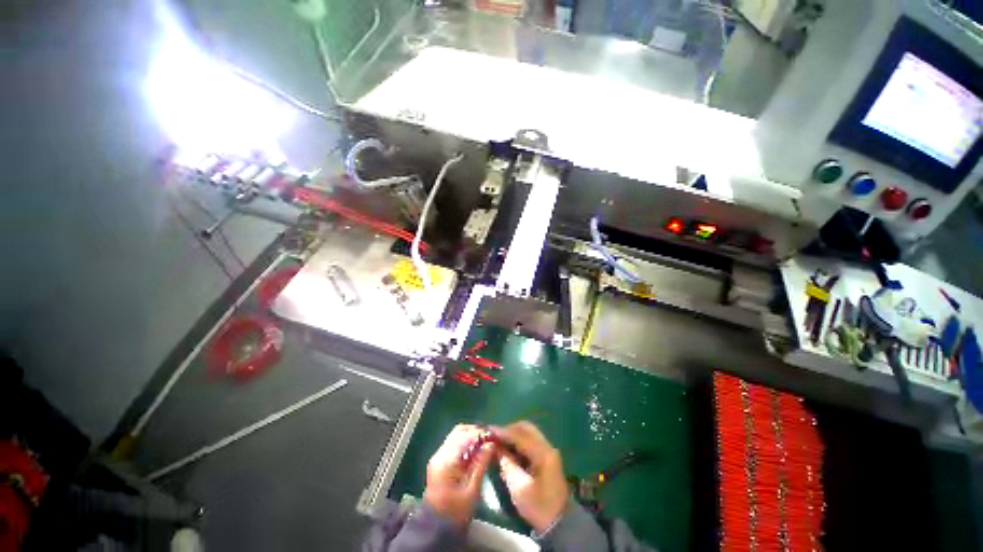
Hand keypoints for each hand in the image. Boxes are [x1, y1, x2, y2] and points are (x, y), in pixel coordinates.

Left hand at [423, 424, 494, 528]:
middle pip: (458, 431)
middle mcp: (440, 454)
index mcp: (447, 460)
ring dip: (470, 436)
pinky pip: (453, 444)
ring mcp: (438, 457)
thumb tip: (491, 443)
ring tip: (484, 444)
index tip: (493, 437)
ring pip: (455, 436)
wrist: (436, 528)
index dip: (480, 433)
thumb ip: (481, 463)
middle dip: (475, 431)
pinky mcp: (439, 462)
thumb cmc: (456, 511)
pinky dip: (464, 443)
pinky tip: (475, 452)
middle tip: (489, 439)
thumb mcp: (472, 489)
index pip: (465, 436)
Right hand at [496, 421, 568, 533]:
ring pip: (528, 433)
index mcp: (543, 454)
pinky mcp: (546, 456)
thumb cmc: (539, 507)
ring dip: (513, 434)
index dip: (503, 432)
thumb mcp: (519, 488)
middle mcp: (547, 447)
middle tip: (494, 436)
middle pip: (526, 428)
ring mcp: (548, 450)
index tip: (488, 431)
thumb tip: (496, 447)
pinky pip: (530, 440)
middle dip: (509, 430)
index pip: (521, 436)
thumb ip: (507, 464)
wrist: (560, 524)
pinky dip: (518, 440)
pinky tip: (509, 447)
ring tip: (499, 441)